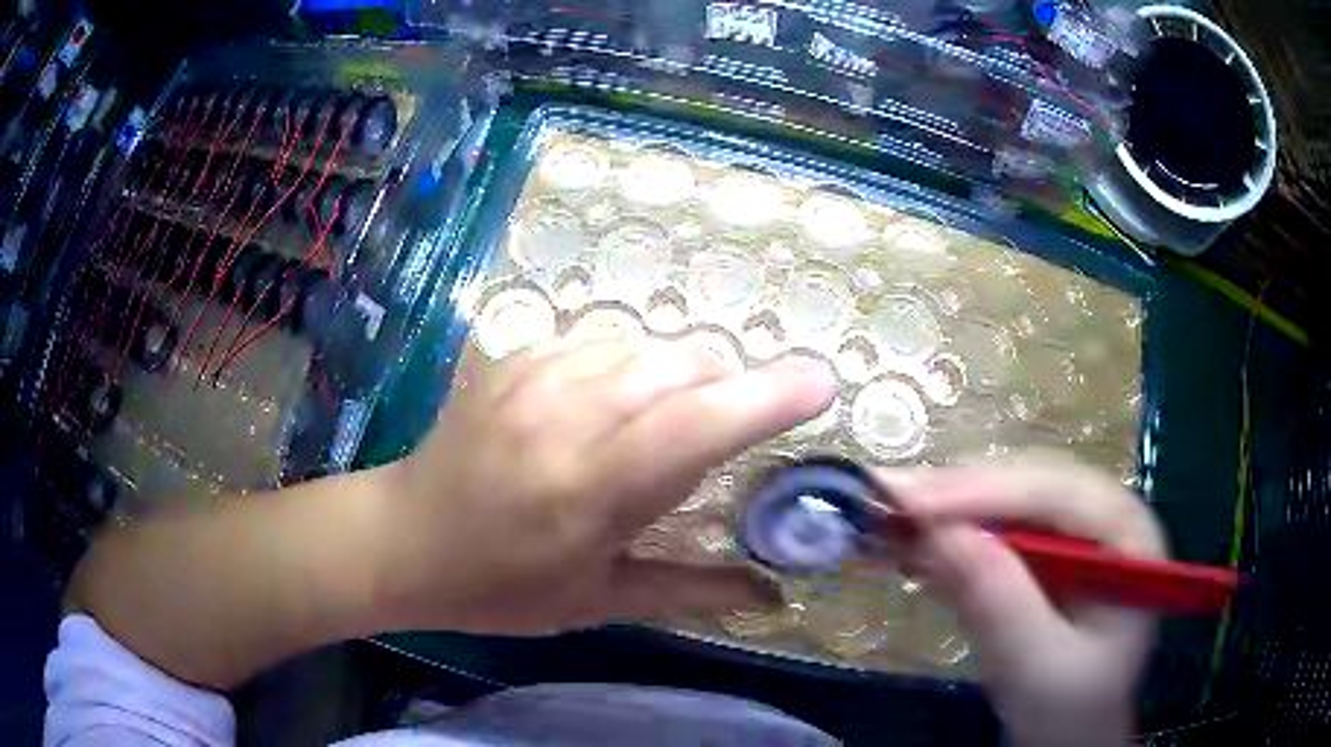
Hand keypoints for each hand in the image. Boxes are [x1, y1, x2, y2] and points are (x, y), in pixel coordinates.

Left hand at [375, 337, 838, 634]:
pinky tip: (618, 399)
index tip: (822, 383)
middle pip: (682, 365)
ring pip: (646, 344)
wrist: (404, 539)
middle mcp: (566, 416)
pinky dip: (634, 362)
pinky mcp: (514, 359)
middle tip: (731, 429)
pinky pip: (602, 340)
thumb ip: (690, 591)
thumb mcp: (596, 602)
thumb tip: (770, 594)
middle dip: (728, 386)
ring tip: (674, 418)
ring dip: (682, 373)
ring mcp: (534, 376)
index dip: (768, 397)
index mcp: (591, 488)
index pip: (697, 425)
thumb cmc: (500, 586)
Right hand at [883, 455, 1165, 746]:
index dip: (981, 490)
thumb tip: (937, 534)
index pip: (1055, 493)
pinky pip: (994, 531)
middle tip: (882, 500)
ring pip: (1005, 502)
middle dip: (956, 495)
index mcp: (1126, 532)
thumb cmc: (1071, 708)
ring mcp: (1073, 531)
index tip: (906, 499)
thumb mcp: (1038, 667)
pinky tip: (913, 545)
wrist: (1071, 736)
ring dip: (946, 512)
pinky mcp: (1043, 552)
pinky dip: (950, 538)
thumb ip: (999, 602)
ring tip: (887, 520)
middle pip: (1027, 485)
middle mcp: (1102, 514)